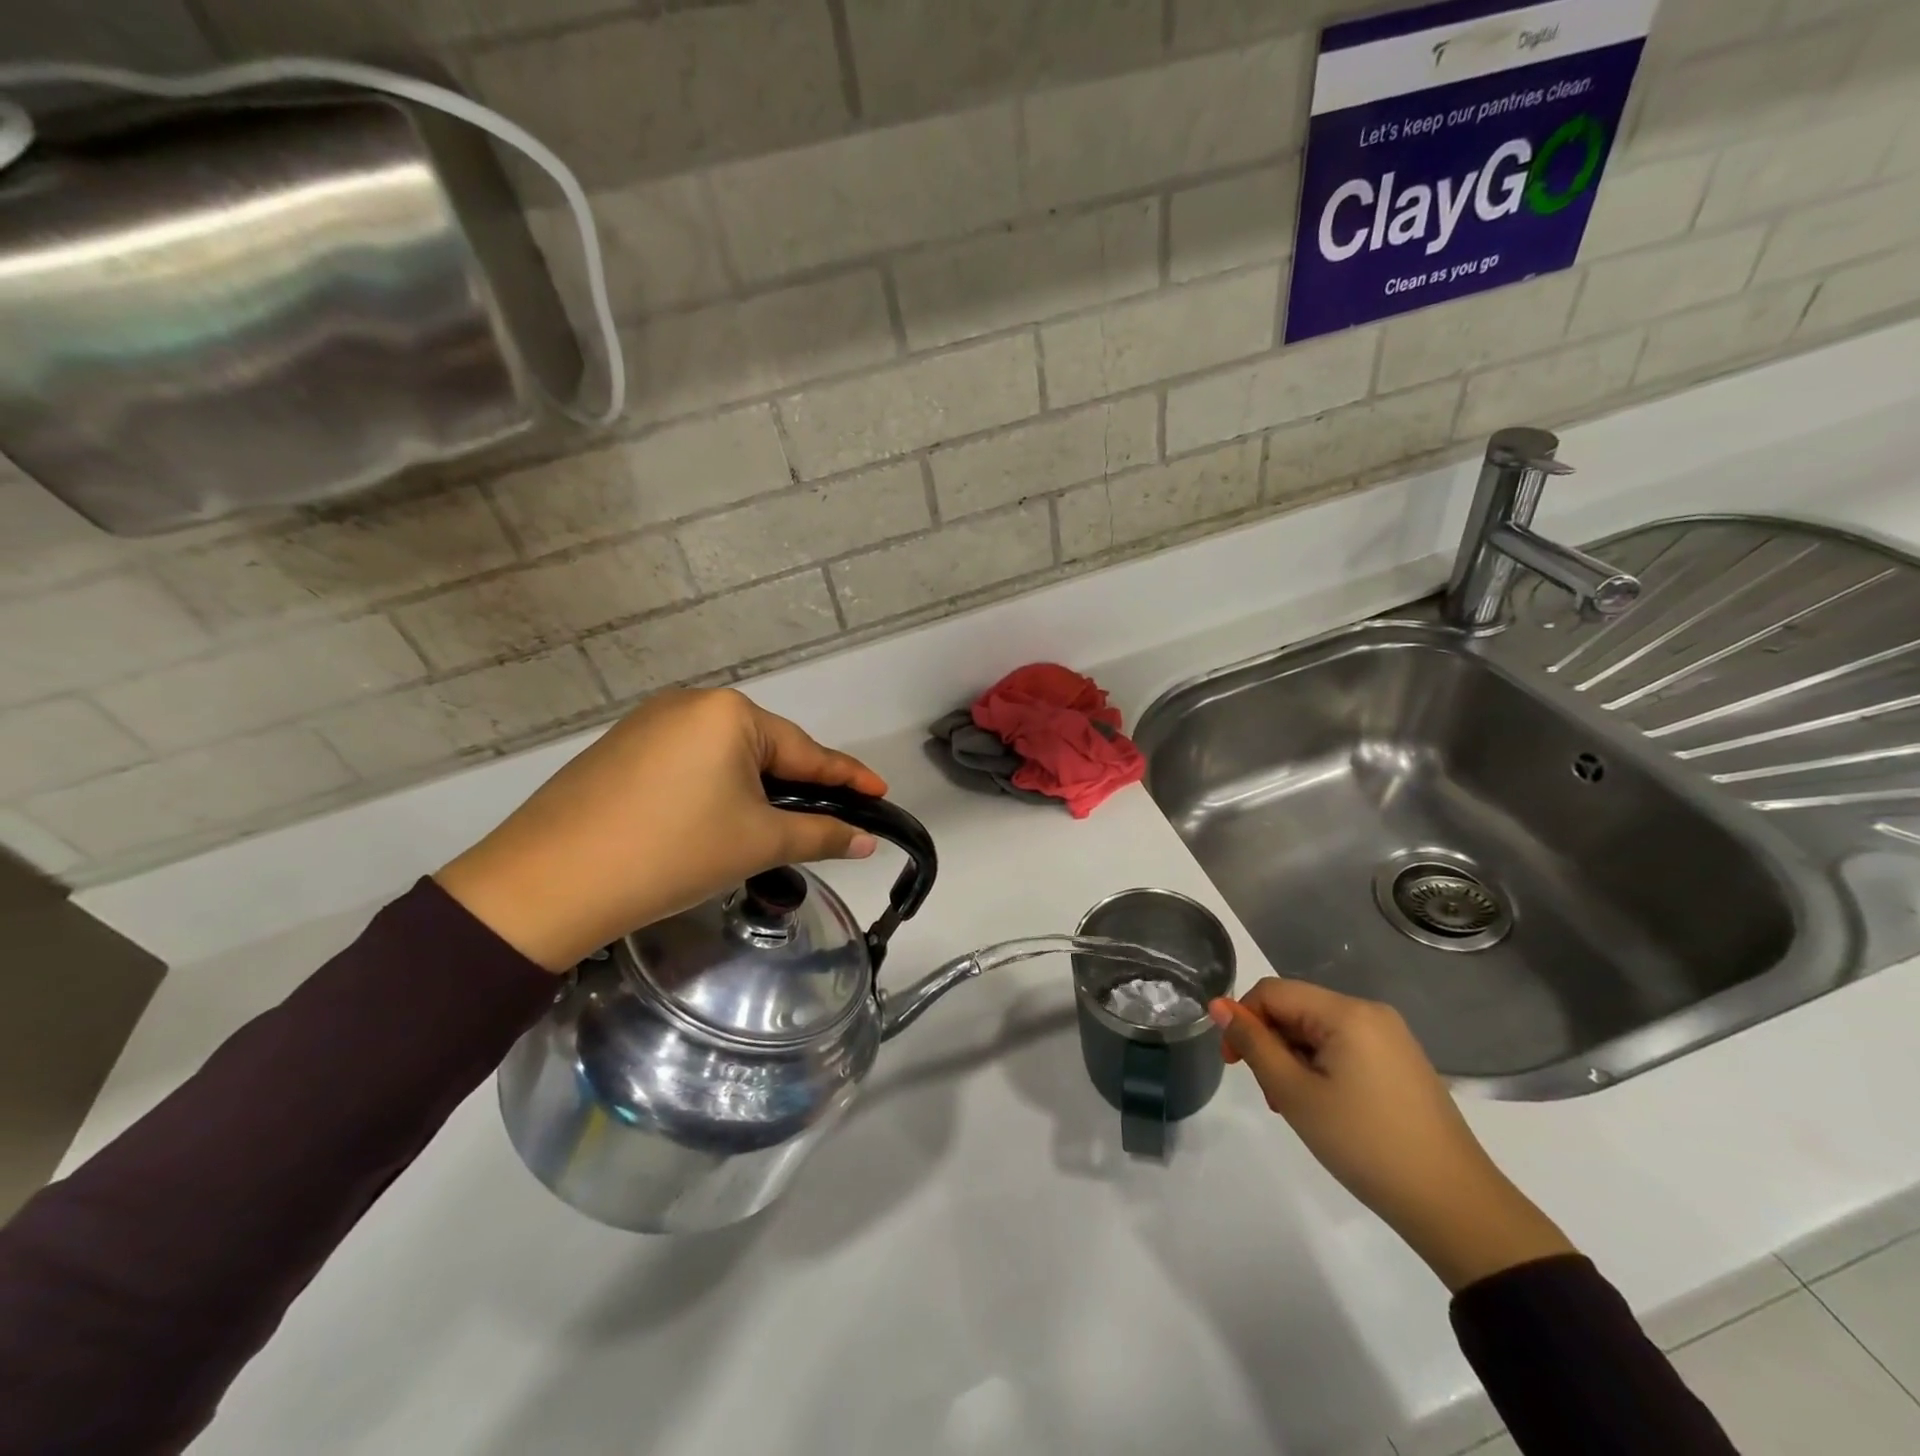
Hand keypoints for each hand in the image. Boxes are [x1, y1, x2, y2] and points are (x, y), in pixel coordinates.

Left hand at [436, 689, 885, 971]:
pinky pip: (688, 764)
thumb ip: (821, 834)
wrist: (548, 883)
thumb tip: (866, 842)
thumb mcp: (757, 842)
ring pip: (725, 758)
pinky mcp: (620, 748)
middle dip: (796, 787)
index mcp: (731, 713)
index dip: (848, 778)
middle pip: (765, 750)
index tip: (881, 793)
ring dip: (753, 791)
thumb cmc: (672, 853)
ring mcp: (649, 723)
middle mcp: (691, 703)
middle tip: (824, 824)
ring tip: (764, 831)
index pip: (807, 752)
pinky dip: (713, 791)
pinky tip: (710, 822)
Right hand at [1210, 978, 1574, 1290]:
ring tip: (1297, 1108)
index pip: (1272, 992)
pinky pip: (1344, 1048)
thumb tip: (1218, 1005)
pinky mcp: (1401, 1063)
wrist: (1455, 1206)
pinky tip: (1326, 1108)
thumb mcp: (1295, 1093)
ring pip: (1317, 1031)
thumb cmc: (1365, 1144)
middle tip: (1271, 1096)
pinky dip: (1322, 1069)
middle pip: (1296, 1009)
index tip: (1234, 1064)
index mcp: (1346, 1011)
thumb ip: (1253, 1043)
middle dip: (1271, 1044)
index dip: (1243, 1019)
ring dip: (1294, 1060)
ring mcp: (1391, 1038)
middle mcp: (1370, 1012)